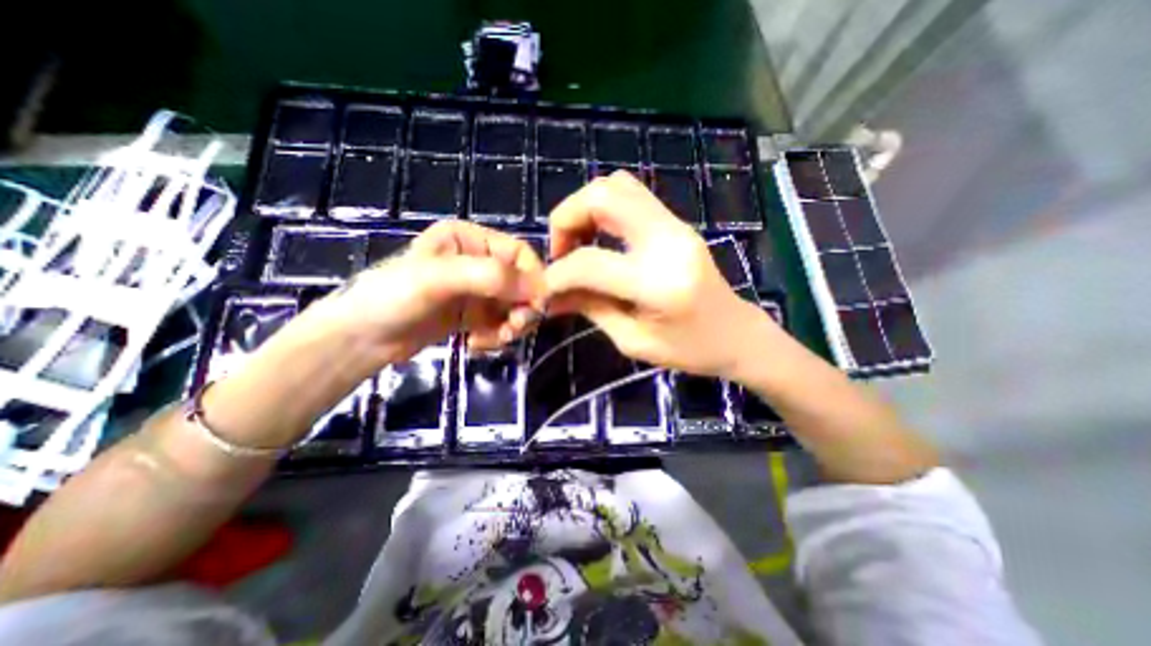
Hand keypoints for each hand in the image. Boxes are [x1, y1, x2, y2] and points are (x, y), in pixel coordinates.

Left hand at [319, 219, 544, 361]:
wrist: (360, 339)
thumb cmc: (393, 297)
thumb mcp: (438, 279)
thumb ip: (490, 277)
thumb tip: (539, 289)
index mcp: (471, 240)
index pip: (520, 254)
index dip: (534, 279)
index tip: (536, 307)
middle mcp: (478, 262)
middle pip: (521, 283)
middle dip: (522, 308)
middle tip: (513, 330)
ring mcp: (476, 291)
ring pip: (514, 306)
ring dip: (511, 325)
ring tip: (496, 340)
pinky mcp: (473, 315)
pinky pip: (500, 323)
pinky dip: (497, 336)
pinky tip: (478, 344)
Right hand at [545, 172, 777, 378]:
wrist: (737, 334)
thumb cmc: (689, 350)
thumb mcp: (632, 340)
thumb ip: (590, 308)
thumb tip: (551, 294)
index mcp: (658, 282)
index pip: (590, 263)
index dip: (557, 274)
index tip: (544, 289)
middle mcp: (668, 241)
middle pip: (603, 195)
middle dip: (566, 218)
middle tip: (560, 253)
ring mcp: (676, 225)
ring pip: (617, 185)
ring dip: (584, 209)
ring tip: (577, 244)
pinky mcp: (676, 223)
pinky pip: (631, 196)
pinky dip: (603, 209)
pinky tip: (599, 239)